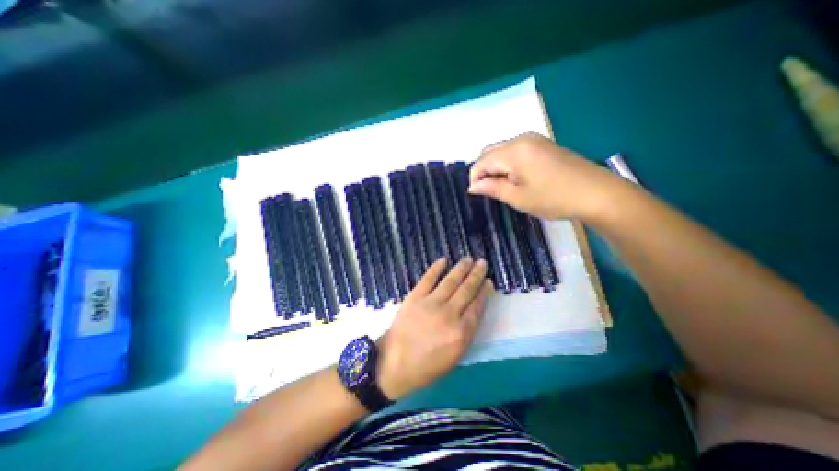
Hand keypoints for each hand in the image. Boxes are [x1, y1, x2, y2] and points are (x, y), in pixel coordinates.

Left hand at [376, 258, 488, 397]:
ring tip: (468, 259)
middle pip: (467, 290)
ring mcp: (431, 303)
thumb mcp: (454, 358)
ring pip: (450, 281)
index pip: (477, 307)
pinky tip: (444, 260)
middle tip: (482, 263)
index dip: (484, 292)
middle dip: (476, 275)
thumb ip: (466, 334)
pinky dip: (436, 268)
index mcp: (461, 333)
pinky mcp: (415, 297)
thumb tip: (473, 311)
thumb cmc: (426, 366)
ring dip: (461, 268)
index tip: (489, 282)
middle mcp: (449, 314)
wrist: (393, 364)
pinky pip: (428, 279)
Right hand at [469, 132, 625, 219]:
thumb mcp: (518, 198)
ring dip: (496, 166)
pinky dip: (508, 163)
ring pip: (502, 150)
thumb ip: (492, 189)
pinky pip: (515, 150)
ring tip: (504, 186)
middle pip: (490, 151)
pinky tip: (516, 177)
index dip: (475, 179)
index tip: (479, 195)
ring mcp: (534, 139)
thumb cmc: (553, 198)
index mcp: (513, 151)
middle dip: (484, 170)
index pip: (481, 162)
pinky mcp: (543, 144)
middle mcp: (521, 139)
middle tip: (491, 190)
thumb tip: (472, 187)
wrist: (596, 193)